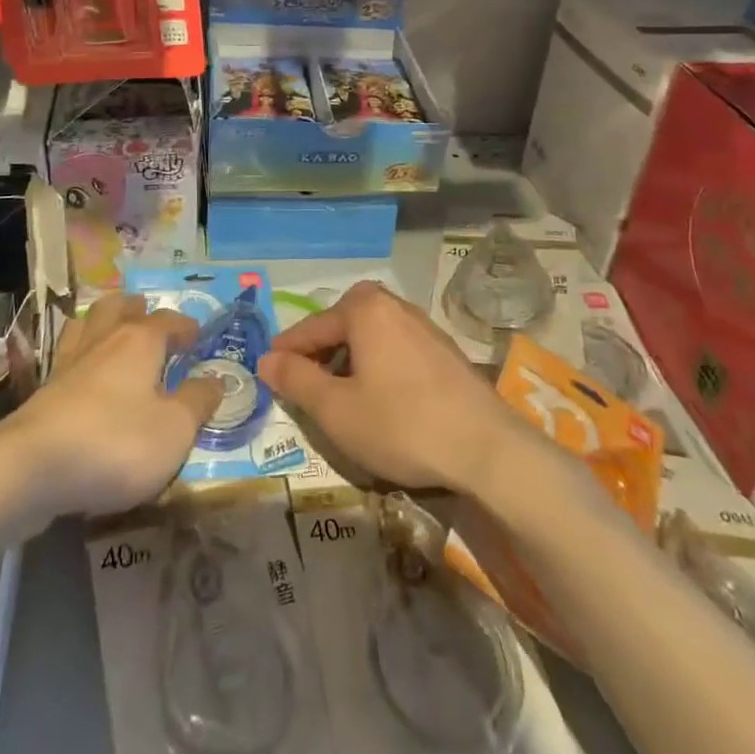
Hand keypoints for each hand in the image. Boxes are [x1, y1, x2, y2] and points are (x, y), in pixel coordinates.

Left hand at [9, 294, 223, 516]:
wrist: (32, 469)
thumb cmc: (116, 443)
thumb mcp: (174, 429)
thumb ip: (197, 402)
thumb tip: (216, 379)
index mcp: (139, 341)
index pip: (167, 321)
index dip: (184, 327)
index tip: (196, 336)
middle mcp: (103, 341)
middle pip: (117, 308)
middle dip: (134, 308)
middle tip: (146, 313)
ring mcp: (68, 364)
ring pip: (85, 326)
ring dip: (101, 323)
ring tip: (111, 333)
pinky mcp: (43, 392)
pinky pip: (66, 357)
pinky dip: (80, 356)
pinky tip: (83, 373)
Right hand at [256, 280, 539, 494]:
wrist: (488, 448)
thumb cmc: (401, 424)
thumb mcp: (336, 409)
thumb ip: (296, 380)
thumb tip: (266, 359)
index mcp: (364, 308)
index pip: (311, 327)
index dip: (286, 352)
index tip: (268, 373)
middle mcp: (394, 305)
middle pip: (342, 325)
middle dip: (320, 353)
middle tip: (304, 385)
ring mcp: (424, 326)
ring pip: (370, 336)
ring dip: (350, 360)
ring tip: (340, 395)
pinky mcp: (444, 351)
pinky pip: (395, 348)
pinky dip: (377, 365)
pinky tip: (380, 399)